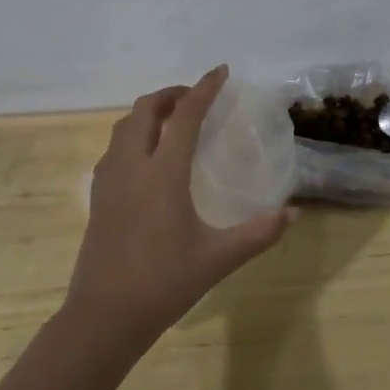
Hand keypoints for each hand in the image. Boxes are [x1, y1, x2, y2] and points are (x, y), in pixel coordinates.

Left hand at [66, 66, 291, 350]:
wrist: (104, 318)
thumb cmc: (163, 283)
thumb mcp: (218, 258)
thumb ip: (258, 233)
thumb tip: (292, 212)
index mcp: (162, 174)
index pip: (184, 116)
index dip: (204, 89)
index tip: (221, 71)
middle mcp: (132, 167)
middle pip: (144, 111)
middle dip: (170, 95)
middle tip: (196, 97)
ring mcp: (109, 182)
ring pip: (123, 127)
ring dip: (148, 113)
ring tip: (172, 120)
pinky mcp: (97, 198)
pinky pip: (113, 149)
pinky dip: (132, 136)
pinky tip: (147, 157)